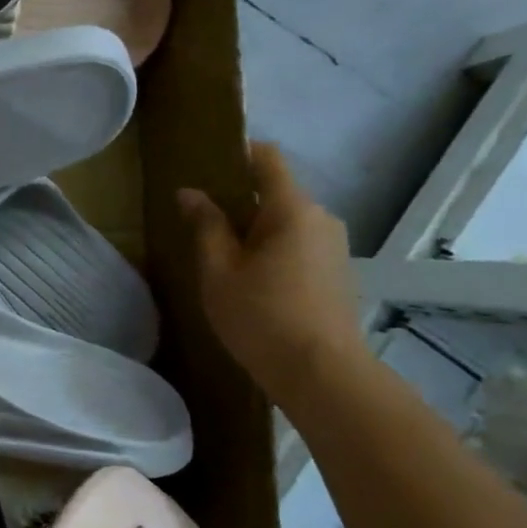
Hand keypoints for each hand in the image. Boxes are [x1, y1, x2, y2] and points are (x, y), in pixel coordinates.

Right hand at [178, 142, 364, 392]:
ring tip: (219, 253)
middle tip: (198, 220)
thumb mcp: (219, 270)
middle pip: (275, 191)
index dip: (236, 152)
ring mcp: (334, 246)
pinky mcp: (336, 272)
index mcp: (292, 209)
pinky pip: (297, 243)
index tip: (204, 163)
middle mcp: (321, 218)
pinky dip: (271, 248)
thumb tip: (190, 193)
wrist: (322, 375)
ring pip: (285, 221)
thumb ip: (206, 225)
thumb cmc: (261, 316)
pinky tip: (248, 277)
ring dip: (253, 228)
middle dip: (238, 199)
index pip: (267, 159)